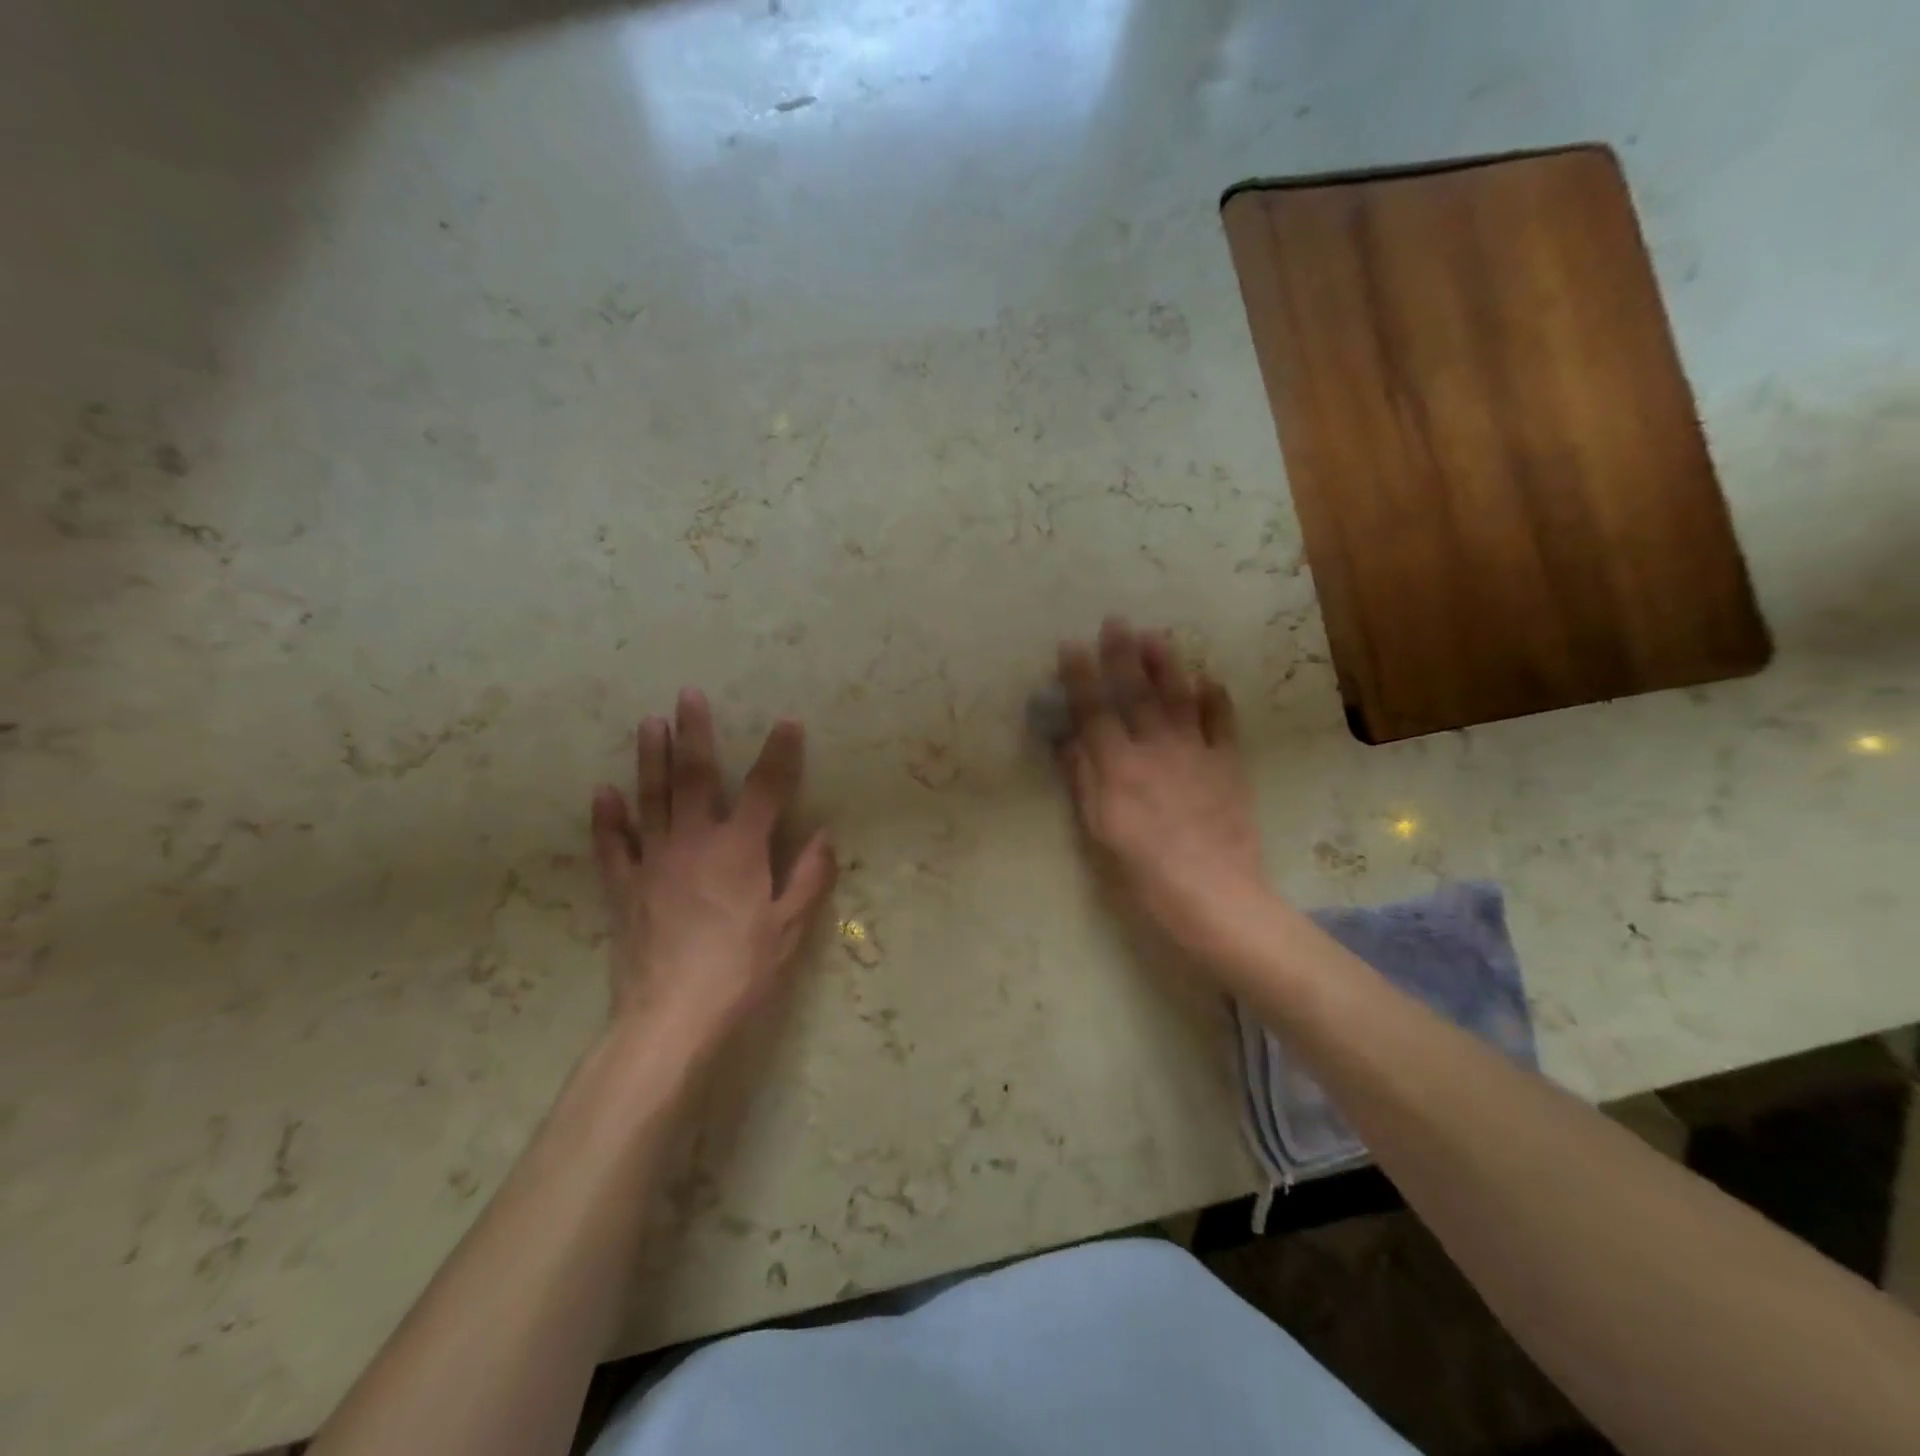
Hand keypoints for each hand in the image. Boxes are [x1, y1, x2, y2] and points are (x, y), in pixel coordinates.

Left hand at [588, 689, 836, 1060]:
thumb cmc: (740, 970)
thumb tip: (826, 836)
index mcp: (741, 849)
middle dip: (695, 733)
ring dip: (651, 759)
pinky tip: (603, 792)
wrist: (671, 1017)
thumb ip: (810, 877)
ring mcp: (654, 862)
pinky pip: (612, 846)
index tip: (787, 721)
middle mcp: (695, 841)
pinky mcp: (624, 888)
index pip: (767, 789)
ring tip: (649, 723)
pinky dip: (607, 818)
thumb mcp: (789, 927)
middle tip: (687, 695)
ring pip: (651, 799)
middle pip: (696, 777)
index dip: (780, 753)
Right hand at [1056, 618, 1267, 966]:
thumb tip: (1069, 739)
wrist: (1213, 892)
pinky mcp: (1228, 765)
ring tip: (1157, 636)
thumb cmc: (1143, 871)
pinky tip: (1210, 680)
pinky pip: (1222, 724)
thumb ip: (1083, 780)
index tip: (1071, 645)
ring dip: (1167, 665)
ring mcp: (1196, 753)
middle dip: (1123, 656)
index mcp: (1118, 766)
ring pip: (1179, 698)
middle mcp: (1155, 749)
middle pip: (1136, 694)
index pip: (1094, 711)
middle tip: (1116, 621)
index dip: (1081, 677)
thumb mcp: (1098, 831)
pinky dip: (1216, 700)